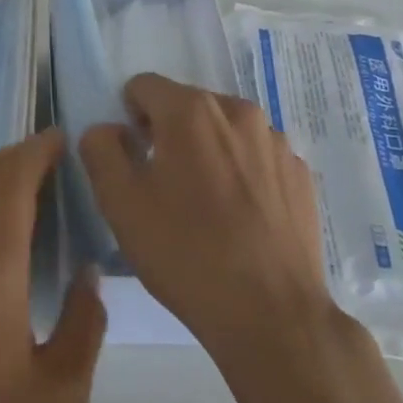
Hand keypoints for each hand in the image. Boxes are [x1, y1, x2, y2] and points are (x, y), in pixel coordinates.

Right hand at [80, 74, 334, 375]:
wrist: (272, 315)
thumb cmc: (185, 253)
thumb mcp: (120, 203)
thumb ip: (101, 149)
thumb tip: (108, 129)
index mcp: (190, 110)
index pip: (143, 86)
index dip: (129, 118)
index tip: (132, 160)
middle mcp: (238, 111)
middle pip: (187, 106)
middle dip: (169, 135)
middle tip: (164, 189)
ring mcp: (277, 142)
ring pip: (225, 131)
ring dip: (208, 152)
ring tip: (206, 208)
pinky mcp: (301, 174)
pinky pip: (258, 158)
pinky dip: (242, 174)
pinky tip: (241, 220)